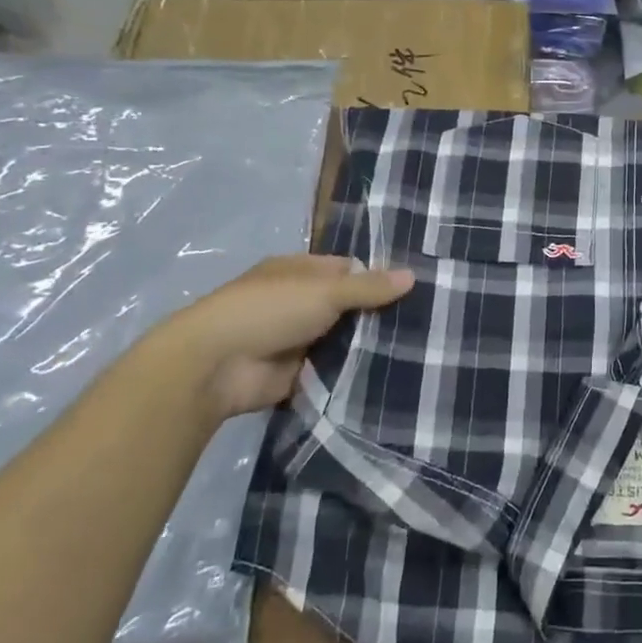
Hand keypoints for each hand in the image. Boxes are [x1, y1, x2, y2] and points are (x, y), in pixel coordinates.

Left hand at [161, 255, 413, 419]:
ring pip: (345, 338)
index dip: (379, 277)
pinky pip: (336, 369)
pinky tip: (393, 373)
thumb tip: (414, 275)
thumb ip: (369, 287)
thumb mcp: (325, 291)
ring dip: (369, 344)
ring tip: (420, 348)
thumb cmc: (268, 311)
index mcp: (299, 272)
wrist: (215, 367)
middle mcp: (299, 302)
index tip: (416, 289)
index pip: (348, 269)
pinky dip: (356, 371)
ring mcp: (298, 339)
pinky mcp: (299, 373)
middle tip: (427, 321)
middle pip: (349, 305)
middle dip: (379, 314)